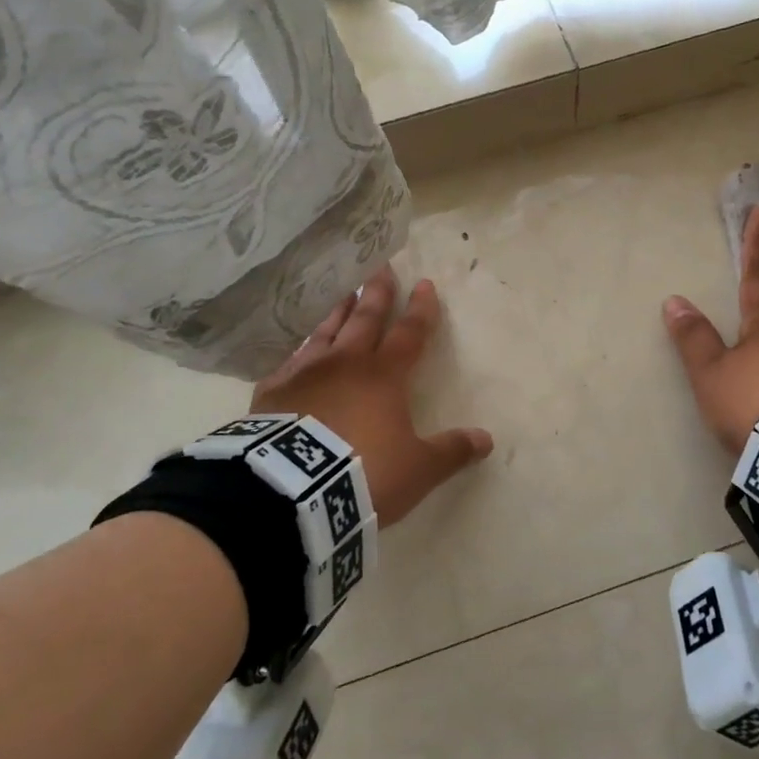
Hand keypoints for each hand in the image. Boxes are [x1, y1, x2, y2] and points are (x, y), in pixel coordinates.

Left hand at [250, 267, 492, 524]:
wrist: (292, 490)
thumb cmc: (364, 473)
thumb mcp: (418, 470)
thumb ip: (451, 451)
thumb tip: (486, 439)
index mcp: (384, 376)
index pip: (409, 333)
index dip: (420, 310)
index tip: (424, 284)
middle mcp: (345, 364)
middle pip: (365, 320)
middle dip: (377, 294)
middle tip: (380, 268)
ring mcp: (305, 374)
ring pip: (325, 333)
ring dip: (338, 312)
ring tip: (344, 294)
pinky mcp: (272, 393)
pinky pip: (288, 363)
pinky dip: (298, 352)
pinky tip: (296, 351)